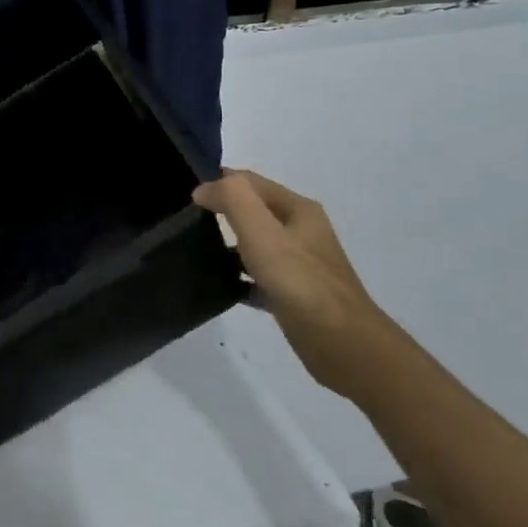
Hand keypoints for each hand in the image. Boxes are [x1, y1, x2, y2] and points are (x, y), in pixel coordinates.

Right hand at [194, 170, 396, 400]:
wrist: (343, 345)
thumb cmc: (300, 282)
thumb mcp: (262, 232)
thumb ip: (232, 200)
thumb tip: (203, 190)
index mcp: (298, 210)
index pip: (250, 181)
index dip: (218, 182)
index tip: (184, 196)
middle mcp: (301, 232)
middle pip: (253, 210)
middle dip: (221, 211)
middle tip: (184, 221)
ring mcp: (299, 264)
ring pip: (254, 243)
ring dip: (227, 243)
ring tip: (193, 250)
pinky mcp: (293, 294)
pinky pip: (257, 277)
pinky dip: (237, 277)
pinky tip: (218, 286)